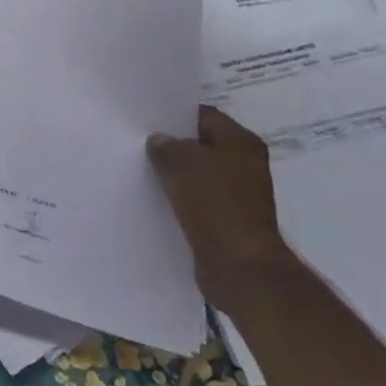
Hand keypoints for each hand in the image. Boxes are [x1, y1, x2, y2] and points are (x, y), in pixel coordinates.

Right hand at [147, 106, 296, 311]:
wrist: (241, 269)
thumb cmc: (216, 205)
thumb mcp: (181, 162)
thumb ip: (165, 145)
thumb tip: (159, 142)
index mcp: (242, 142)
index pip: (203, 116)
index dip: (175, 116)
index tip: (147, 120)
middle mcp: (245, 165)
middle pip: (201, 146)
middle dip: (173, 147)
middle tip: (140, 144)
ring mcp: (238, 196)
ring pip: (198, 175)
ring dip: (175, 176)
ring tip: (143, 172)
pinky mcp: (228, 222)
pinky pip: (198, 202)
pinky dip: (180, 201)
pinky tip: (156, 200)